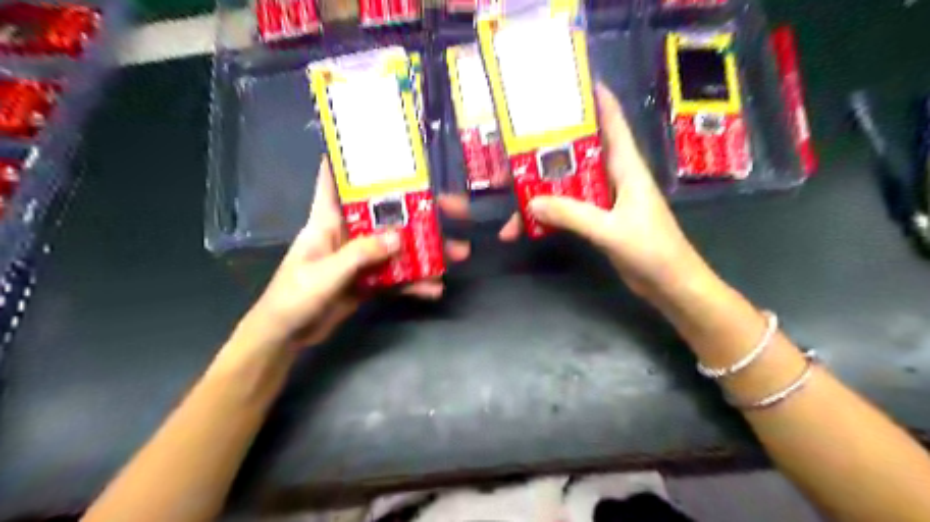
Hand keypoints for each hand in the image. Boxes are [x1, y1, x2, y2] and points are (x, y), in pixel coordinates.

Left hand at [237, 161, 469, 351]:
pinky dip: (415, 282)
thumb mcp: (325, 274)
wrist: (287, 336)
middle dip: (420, 210)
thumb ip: (360, 255)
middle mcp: (348, 234)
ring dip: (428, 250)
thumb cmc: (293, 297)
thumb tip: (400, 237)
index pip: (336, 180)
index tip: (386, 147)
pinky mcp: (368, 281)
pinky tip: (434, 289)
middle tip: (456, 209)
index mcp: (328, 221)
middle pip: (387, 214)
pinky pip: (397, 276)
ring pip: (399, 246)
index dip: (354, 161)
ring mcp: (361, 258)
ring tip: (459, 254)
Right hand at [502, 84, 704, 297]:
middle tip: (517, 144)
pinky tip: (528, 226)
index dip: (597, 100)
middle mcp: (615, 178)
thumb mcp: (610, 230)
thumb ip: (572, 215)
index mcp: (627, 167)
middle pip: (579, 154)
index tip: (570, 83)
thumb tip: (531, 204)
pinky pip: (569, 210)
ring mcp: (606, 200)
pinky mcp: (600, 221)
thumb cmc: (653, 250)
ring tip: (511, 198)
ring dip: (543, 192)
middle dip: (550, 150)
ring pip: (569, 186)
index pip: (613, 123)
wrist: (671, 285)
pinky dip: (550, 216)